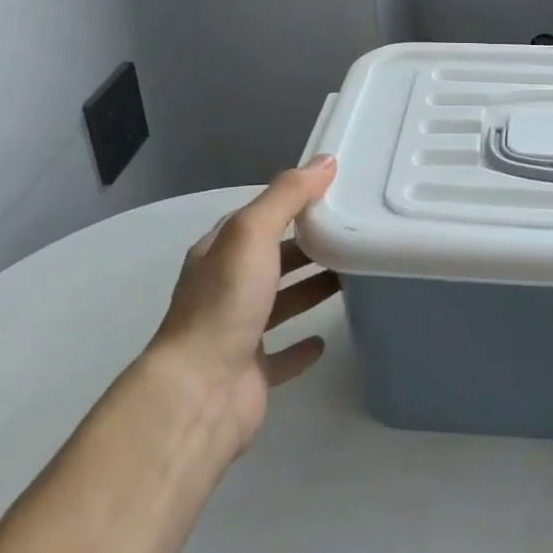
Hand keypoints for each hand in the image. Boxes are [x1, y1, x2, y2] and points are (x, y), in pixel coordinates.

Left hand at [149, 157, 341, 452]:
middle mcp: (224, 289)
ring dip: (310, 289)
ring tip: (352, 276)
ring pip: (280, 302)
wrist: (199, 392)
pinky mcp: (252, 371)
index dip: (292, 203)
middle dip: (307, 246)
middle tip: (353, 235)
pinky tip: (326, 339)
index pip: (258, 218)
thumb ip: (288, 195)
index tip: (335, 194)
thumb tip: (326, 161)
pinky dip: (302, 346)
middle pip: (272, 259)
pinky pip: (282, 353)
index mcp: (219, 253)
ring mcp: (236, 332)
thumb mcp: (253, 233)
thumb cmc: (225, 303)